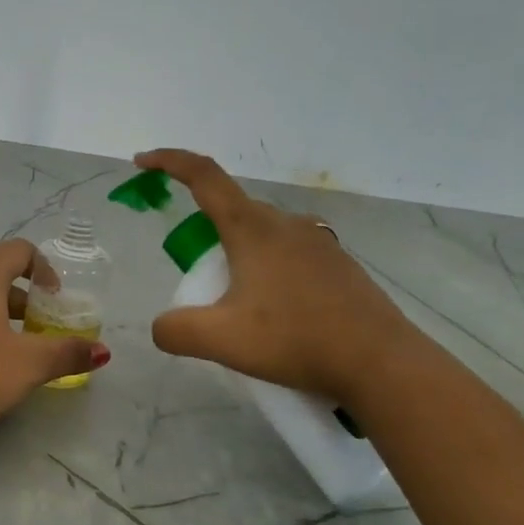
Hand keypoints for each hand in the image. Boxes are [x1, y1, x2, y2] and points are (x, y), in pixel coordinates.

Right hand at [134, 149, 421, 407]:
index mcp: (252, 229)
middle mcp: (285, 224)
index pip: (204, 176)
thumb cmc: (295, 340)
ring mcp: (317, 243)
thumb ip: (177, 330)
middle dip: (204, 229)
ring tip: (237, 303)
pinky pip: (289, 254)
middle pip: (232, 209)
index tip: (143, 161)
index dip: (169, 161)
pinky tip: (277, 313)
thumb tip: (162, 326)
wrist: (380, 363)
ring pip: (263, 234)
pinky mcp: (338, 266)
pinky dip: (268, 270)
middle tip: (195, 277)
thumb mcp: (222, 340)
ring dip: (238, 254)